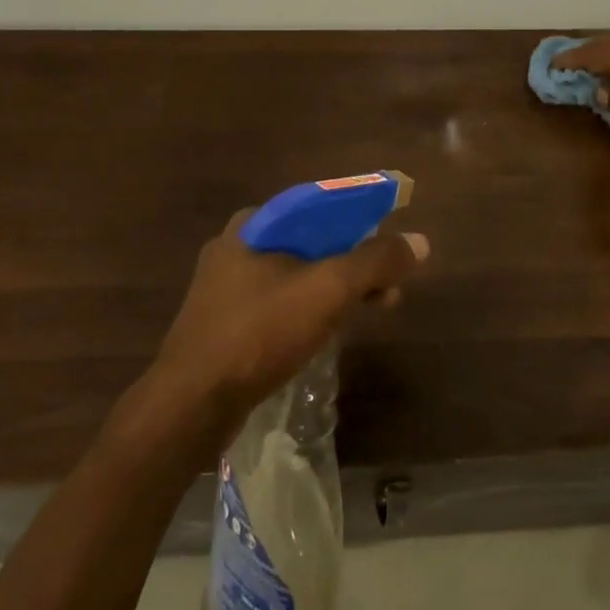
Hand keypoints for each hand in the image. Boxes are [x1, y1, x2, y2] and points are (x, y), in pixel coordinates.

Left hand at [148, 209, 429, 425]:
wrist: (190, 405)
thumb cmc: (260, 333)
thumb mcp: (328, 290)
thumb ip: (376, 261)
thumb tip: (419, 241)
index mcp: (254, 224)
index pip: (321, 204)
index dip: (363, 217)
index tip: (392, 239)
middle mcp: (237, 246)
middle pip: (313, 240)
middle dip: (356, 258)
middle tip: (391, 282)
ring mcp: (227, 287)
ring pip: (298, 274)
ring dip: (339, 286)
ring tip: (376, 307)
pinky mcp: (225, 323)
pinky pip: (281, 302)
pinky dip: (313, 307)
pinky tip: (332, 328)